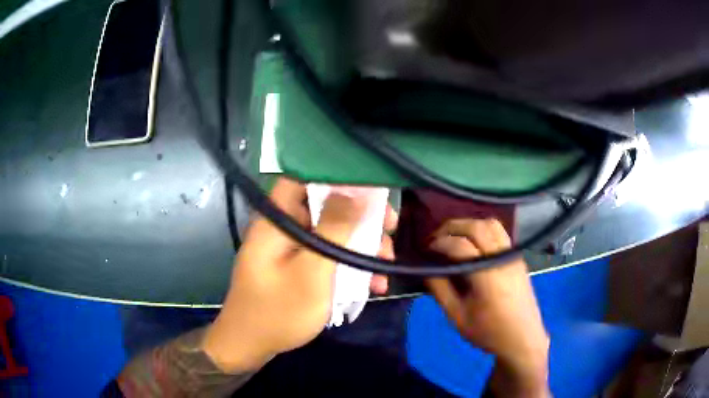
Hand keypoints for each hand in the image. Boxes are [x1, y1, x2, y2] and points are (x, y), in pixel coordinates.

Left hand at [203, 178, 396, 371]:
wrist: (251, 345)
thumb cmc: (279, 311)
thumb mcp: (312, 272)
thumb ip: (335, 230)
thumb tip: (360, 192)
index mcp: (278, 219)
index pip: (305, 177)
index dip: (339, 176)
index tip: (374, 188)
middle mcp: (283, 227)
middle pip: (325, 206)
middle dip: (361, 218)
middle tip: (390, 230)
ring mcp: (290, 247)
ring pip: (331, 233)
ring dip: (361, 247)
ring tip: (384, 268)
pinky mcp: (296, 265)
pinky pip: (326, 255)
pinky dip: (348, 265)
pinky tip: (371, 285)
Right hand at [426, 219, 549, 397]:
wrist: (523, 338)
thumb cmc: (489, 332)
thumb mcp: (457, 317)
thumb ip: (440, 290)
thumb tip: (426, 268)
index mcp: (486, 274)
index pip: (459, 245)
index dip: (438, 243)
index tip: (425, 250)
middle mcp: (501, 257)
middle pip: (475, 227)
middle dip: (451, 227)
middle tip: (435, 239)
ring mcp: (512, 254)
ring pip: (490, 223)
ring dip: (469, 224)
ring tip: (453, 237)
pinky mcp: (517, 257)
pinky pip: (500, 231)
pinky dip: (482, 229)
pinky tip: (473, 243)